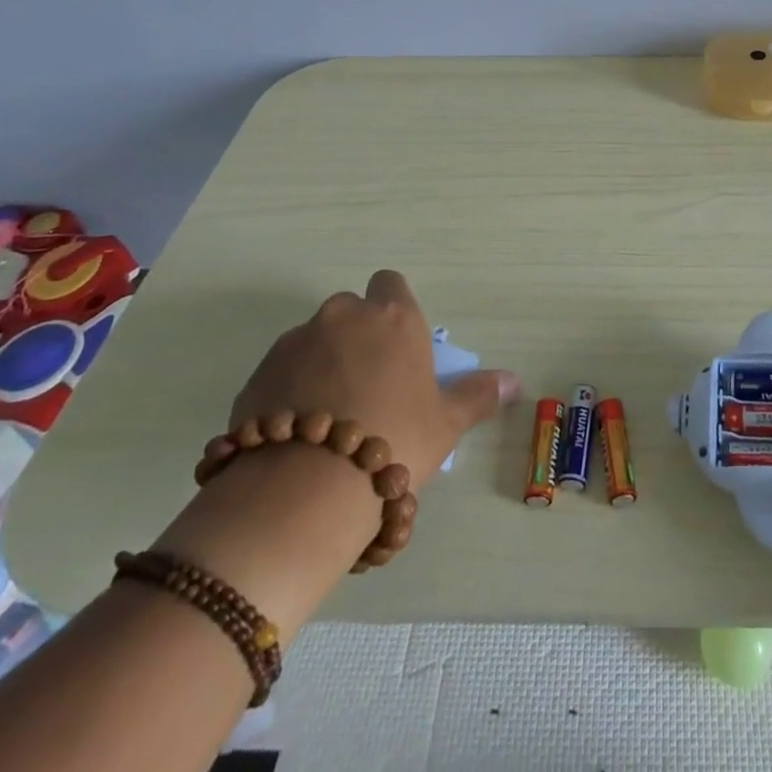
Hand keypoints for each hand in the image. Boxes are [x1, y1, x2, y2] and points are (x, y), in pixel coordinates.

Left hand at [229, 269, 518, 486]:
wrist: (305, 489)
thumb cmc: (394, 442)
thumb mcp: (445, 424)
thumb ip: (478, 395)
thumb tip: (515, 380)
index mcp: (394, 318)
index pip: (389, 283)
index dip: (392, 306)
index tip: (396, 342)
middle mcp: (344, 316)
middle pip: (350, 311)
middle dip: (356, 336)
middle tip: (367, 384)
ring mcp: (295, 342)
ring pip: (312, 340)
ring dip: (320, 363)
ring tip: (328, 416)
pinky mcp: (257, 374)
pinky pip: (279, 372)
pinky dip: (287, 390)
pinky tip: (296, 433)